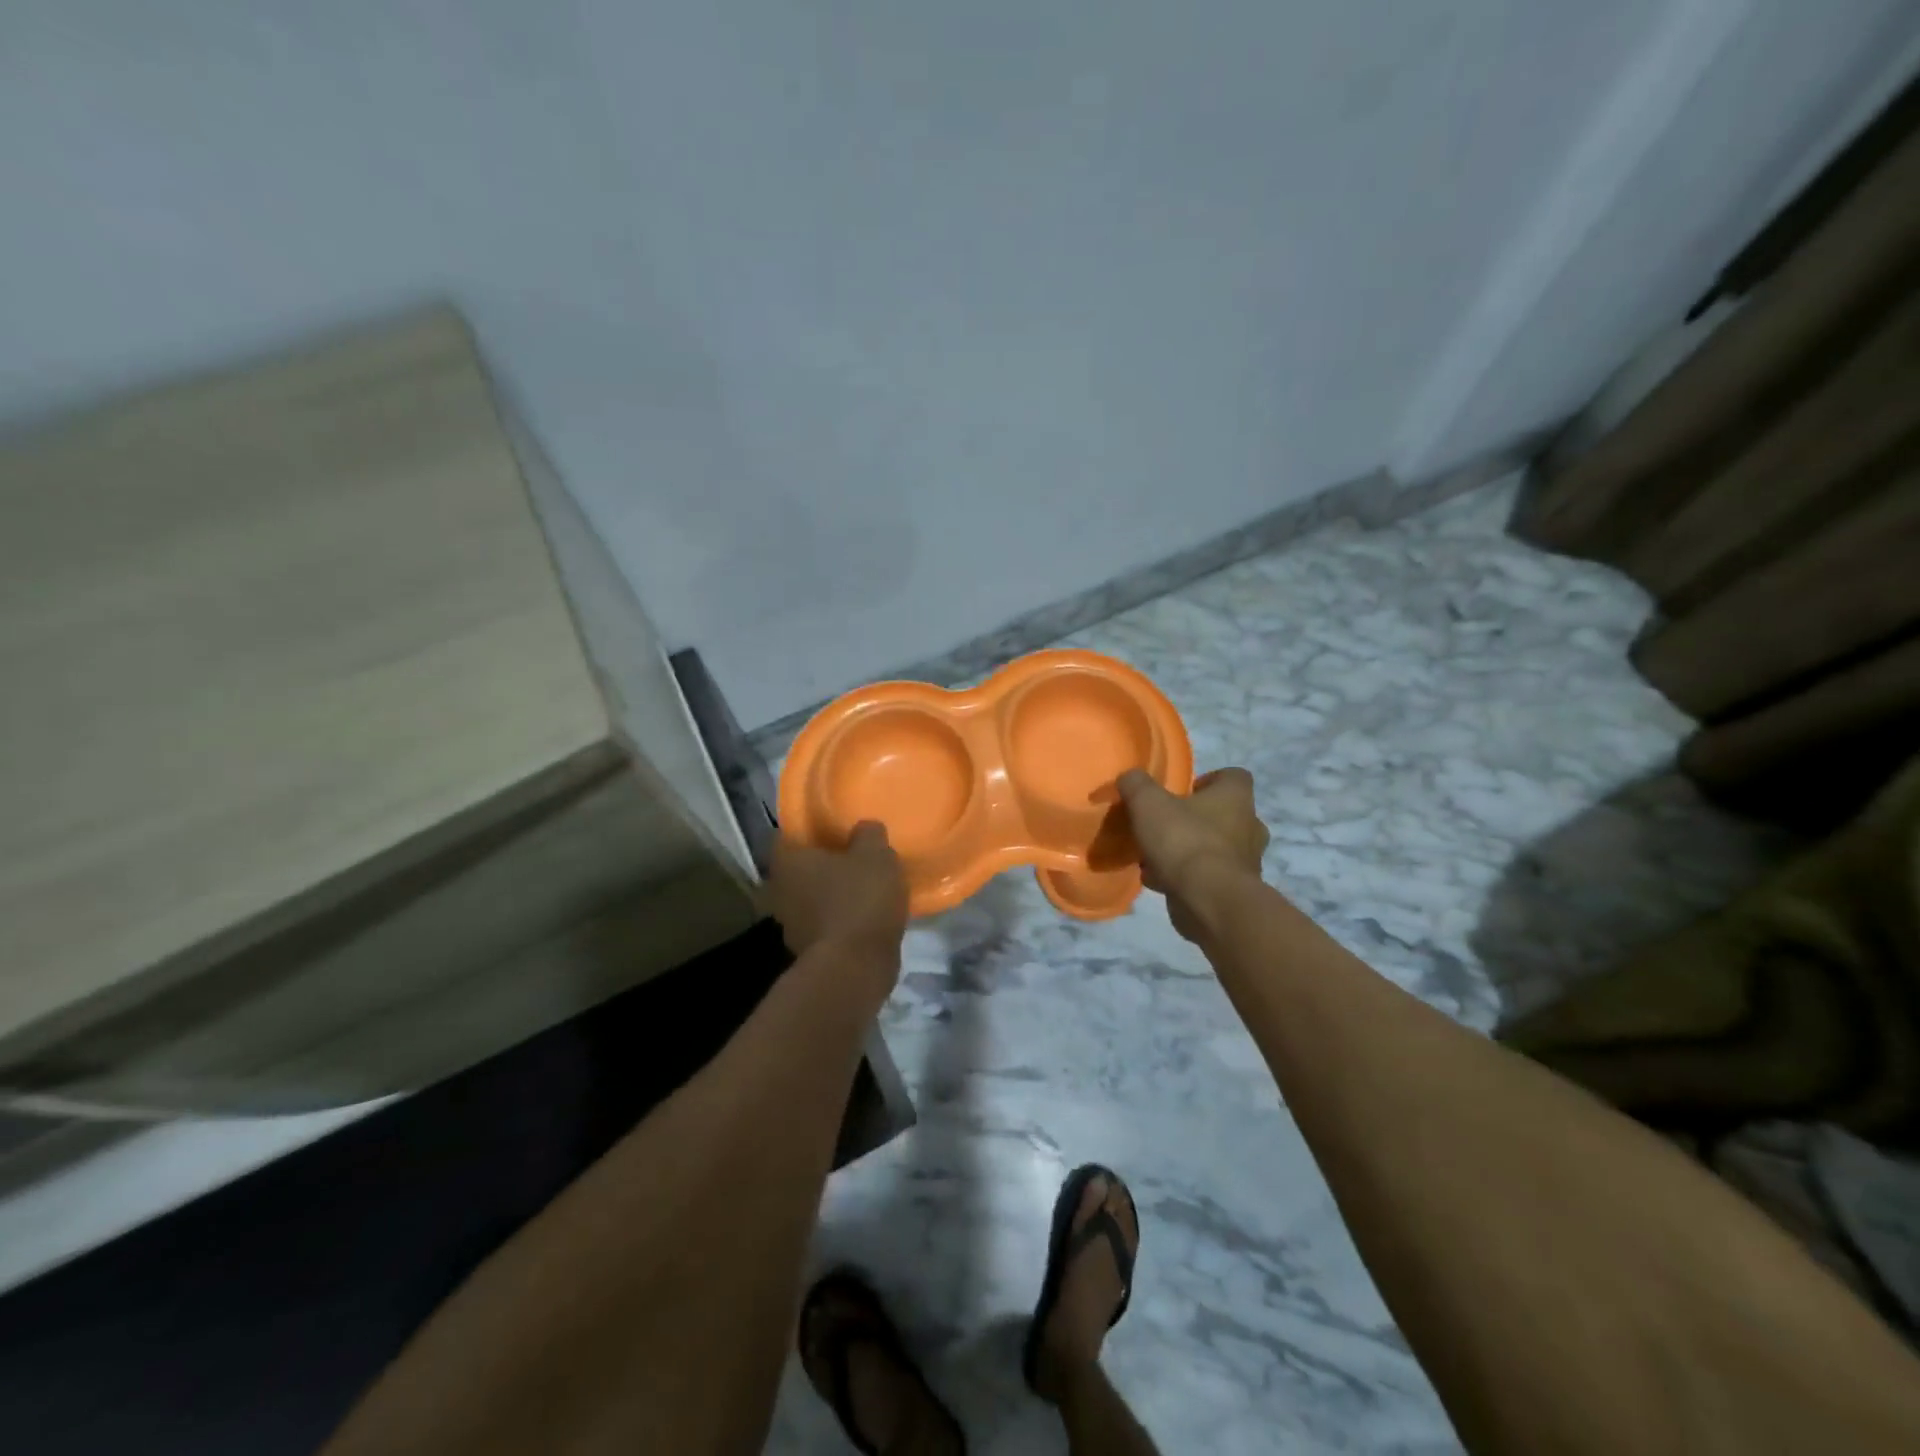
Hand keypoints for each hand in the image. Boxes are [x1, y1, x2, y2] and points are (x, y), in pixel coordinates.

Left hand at [763, 822, 909, 1004]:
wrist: (855, 967)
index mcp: (787, 860)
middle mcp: (777, 890)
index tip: (836, 832)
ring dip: (830, 896)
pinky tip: (863, 919)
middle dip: (822, 866)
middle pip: (799, 870)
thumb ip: (868, 834)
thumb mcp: (876, 854)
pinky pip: (822, 925)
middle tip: (852, 860)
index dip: (811, 831)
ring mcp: (788, 925)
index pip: (789, 835)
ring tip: (862, 891)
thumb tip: (864, 829)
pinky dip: (838, 922)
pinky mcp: (805, 952)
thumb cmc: (859, 899)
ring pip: (809, 899)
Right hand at [1117, 767, 1269, 941]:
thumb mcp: (1148, 803)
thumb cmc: (1184, 841)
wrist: (1209, 901)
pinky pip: (1208, 878)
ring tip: (1156, 857)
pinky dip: (1187, 878)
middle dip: (1197, 820)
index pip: (1233, 776)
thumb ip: (1136, 784)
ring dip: (1189, 851)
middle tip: (1168, 825)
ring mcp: (1246, 862)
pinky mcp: (1234, 892)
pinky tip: (1158, 881)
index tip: (1183, 793)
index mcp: (1236, 798)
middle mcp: (1249, 827)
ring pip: (1215, 849)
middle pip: (1225, 815)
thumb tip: (1130, 777)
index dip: (1208, 780)